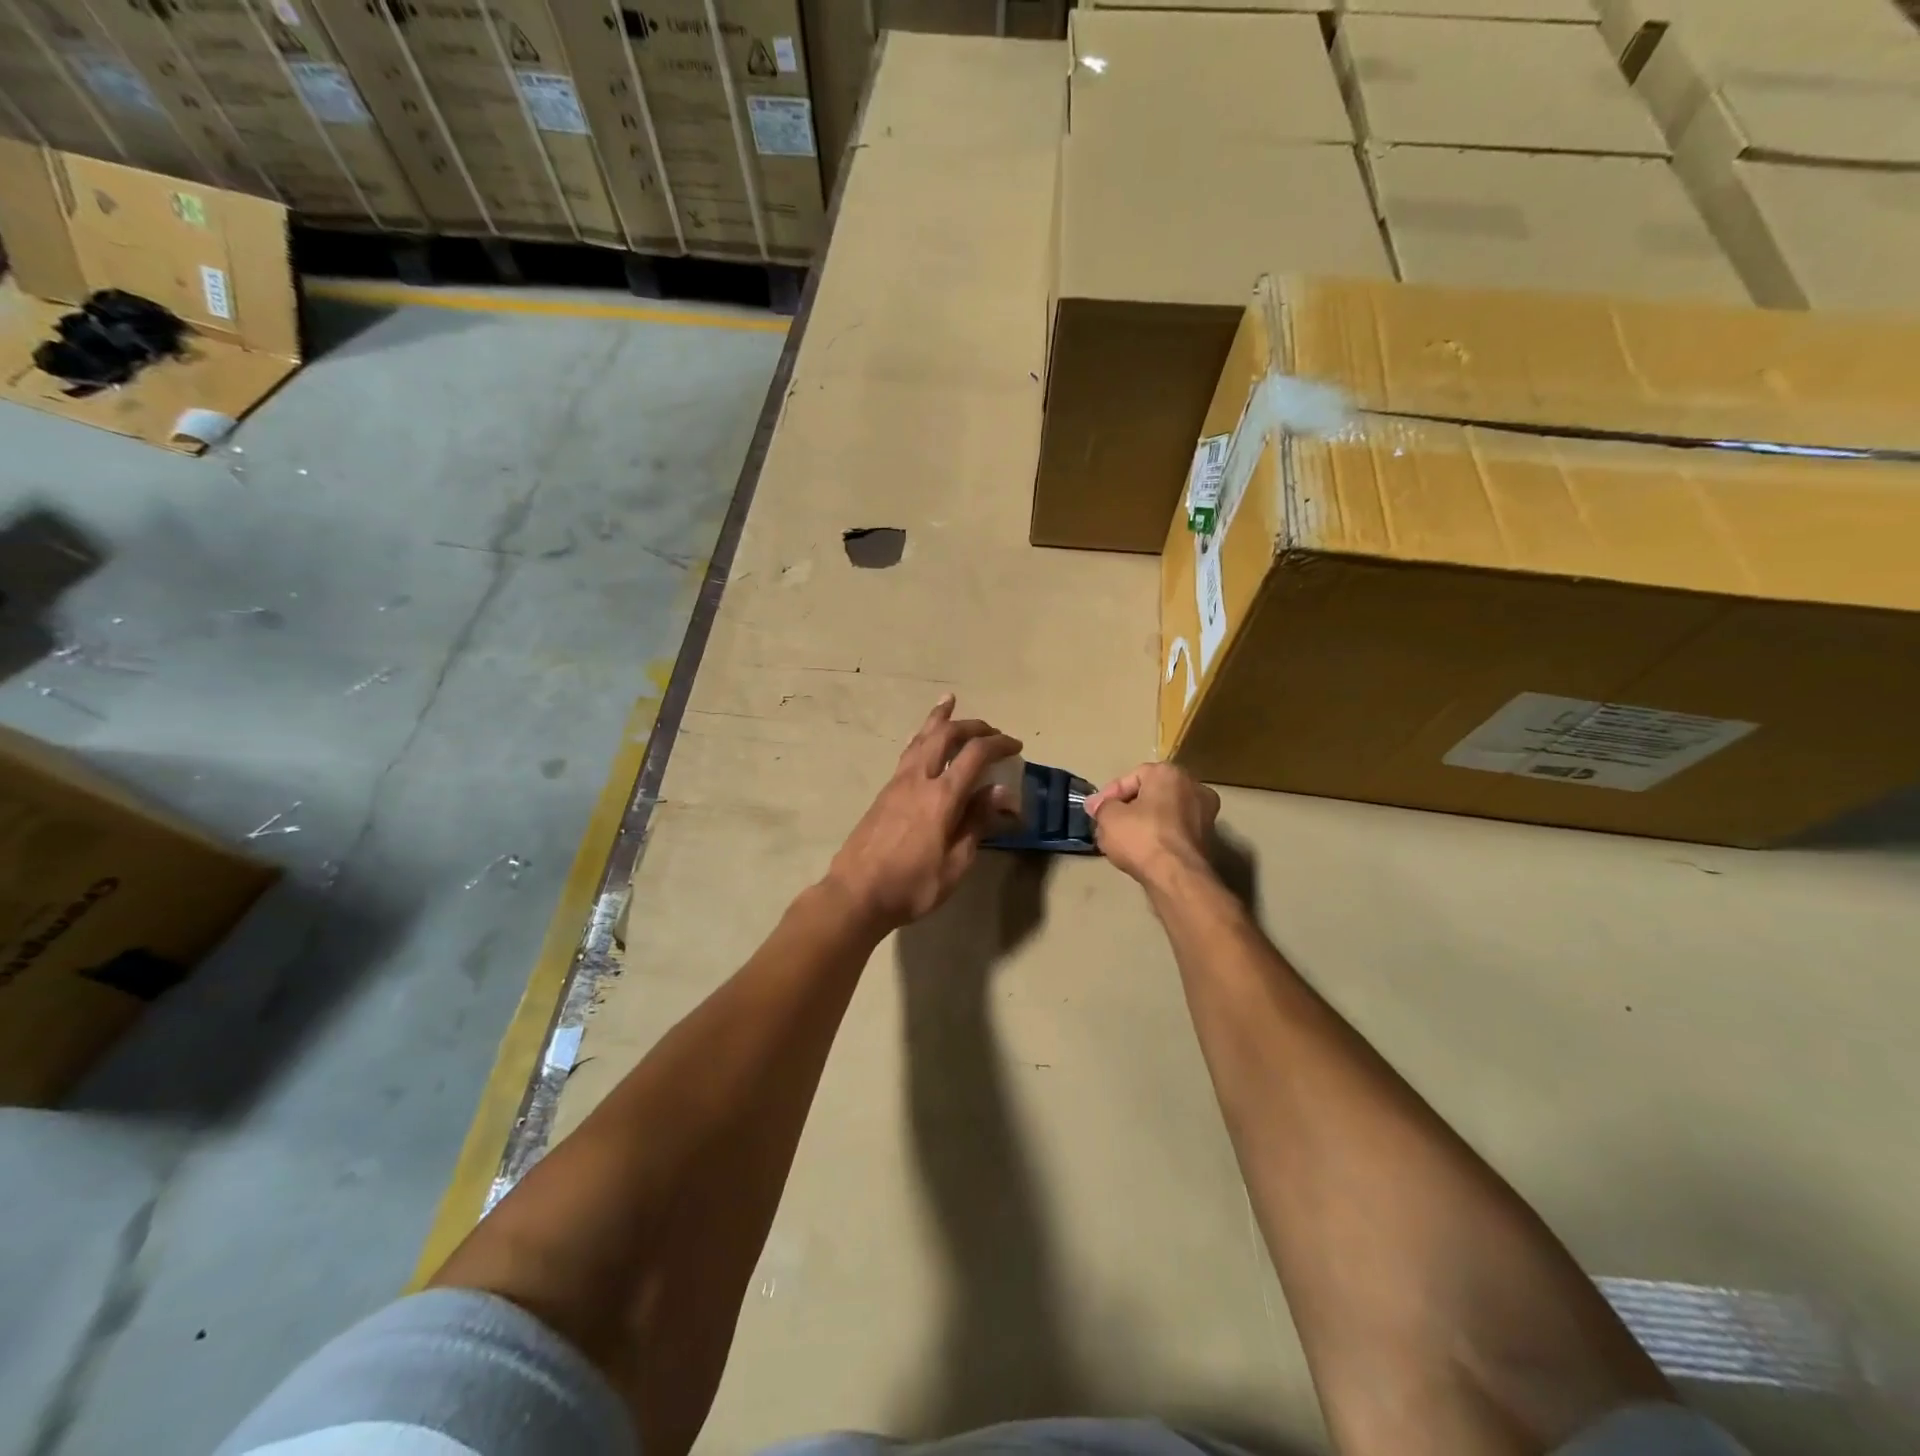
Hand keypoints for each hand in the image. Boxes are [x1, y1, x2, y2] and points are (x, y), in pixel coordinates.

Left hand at [824, 696, 1021, 933]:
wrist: (855, 894)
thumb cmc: (912, 886)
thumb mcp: (956, 864)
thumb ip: (977, 823)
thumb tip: (999, 791)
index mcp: (942, 797)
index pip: (975, 755)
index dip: (999, 744)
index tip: (1016, 746)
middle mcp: (919, 779)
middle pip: (946, 735)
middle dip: (972, 726)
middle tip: (992, 730)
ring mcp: (897, 783)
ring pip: (921, 738)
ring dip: (940, 719)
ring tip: (950, 701)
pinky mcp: (884, 792)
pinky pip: (907, 752)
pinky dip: (921, 737)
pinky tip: (921, 736)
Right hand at [1084, 762, 1219, 887]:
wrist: (1177, 877)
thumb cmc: (1142, 837)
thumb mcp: (1108, 817)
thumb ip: (1102, 806)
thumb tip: (1098, 805)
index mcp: (1170, 773)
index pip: (1132, 777)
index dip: (1109, 795)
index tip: (1095, 811)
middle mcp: (1193, 787)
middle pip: (1150, 794)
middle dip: (1127, 808)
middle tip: (1107, 824)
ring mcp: (1205, 814)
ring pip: (1164, 814)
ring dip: (1142, 824)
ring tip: (1121, 840)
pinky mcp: (1208, 840)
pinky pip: (1174, 831)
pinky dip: (1158, 838)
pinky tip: (1141, 852)